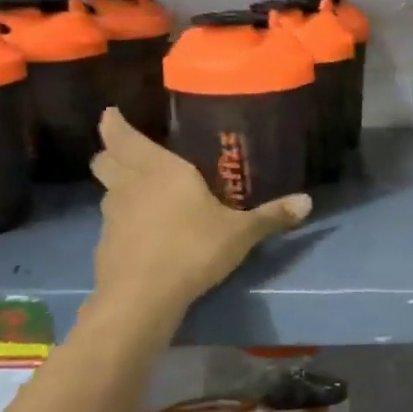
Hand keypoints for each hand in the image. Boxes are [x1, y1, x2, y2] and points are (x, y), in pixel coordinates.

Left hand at [89, 109, 309, 310]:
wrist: (143, 298)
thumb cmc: (193, 249)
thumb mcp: (241, 233)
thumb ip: (272, 216)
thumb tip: (308, 202)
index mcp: (160, 169)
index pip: (122, 136)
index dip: (114, 123)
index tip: (111, 113)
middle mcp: (130, 185)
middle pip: (105, 159)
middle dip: (112, 152)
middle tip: (129, 153)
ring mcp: (112, 216)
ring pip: (106, 190)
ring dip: (118, 186)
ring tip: (143, 193)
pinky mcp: (105, 245)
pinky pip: (112, 222)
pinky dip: (123, 221)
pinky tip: (144, 234)